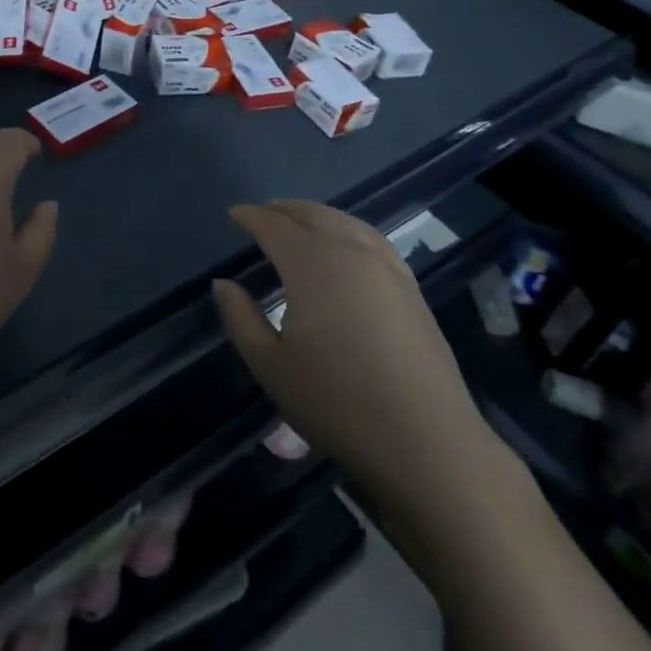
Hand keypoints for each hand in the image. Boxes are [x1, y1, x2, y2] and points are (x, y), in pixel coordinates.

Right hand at [212, 201, 519, 549]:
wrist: (427, 441)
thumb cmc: (337, 402)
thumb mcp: (270, 365)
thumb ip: (240, 318)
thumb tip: (224, 283)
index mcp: (311, 262)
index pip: (273, 225)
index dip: (250, 217)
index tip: (234, 214)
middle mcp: (349, 250)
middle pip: (311, 214)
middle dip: (282, 209)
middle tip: (262, 214)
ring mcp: (386, 266)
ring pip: (344, 221)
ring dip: (316, 215)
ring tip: (299, 222)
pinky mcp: (411, 287)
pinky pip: (370, 238)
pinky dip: (347, 229)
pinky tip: (346, 246)